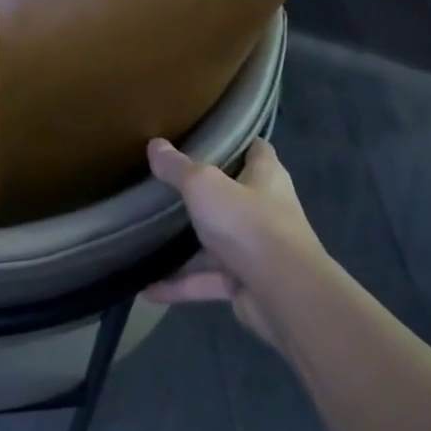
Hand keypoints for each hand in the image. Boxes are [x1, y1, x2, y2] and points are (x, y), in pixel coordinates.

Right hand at [142, 136, 332, 348]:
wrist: (284, 294)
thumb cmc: (248, 223)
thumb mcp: (204, 185)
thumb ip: (178, 167)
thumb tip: (154, 144)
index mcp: (265, 177)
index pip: (256, 149)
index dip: (235, 141)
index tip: (204, 136)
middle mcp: (265, 209)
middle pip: (231, 195)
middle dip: (201, 193)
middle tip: (163, 184)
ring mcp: (255, 249)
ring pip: (215, 242)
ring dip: (185, 246)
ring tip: (146, 239)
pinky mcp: (244, 282)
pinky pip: (206, 280)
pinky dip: (180, 285)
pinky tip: (148, 289)